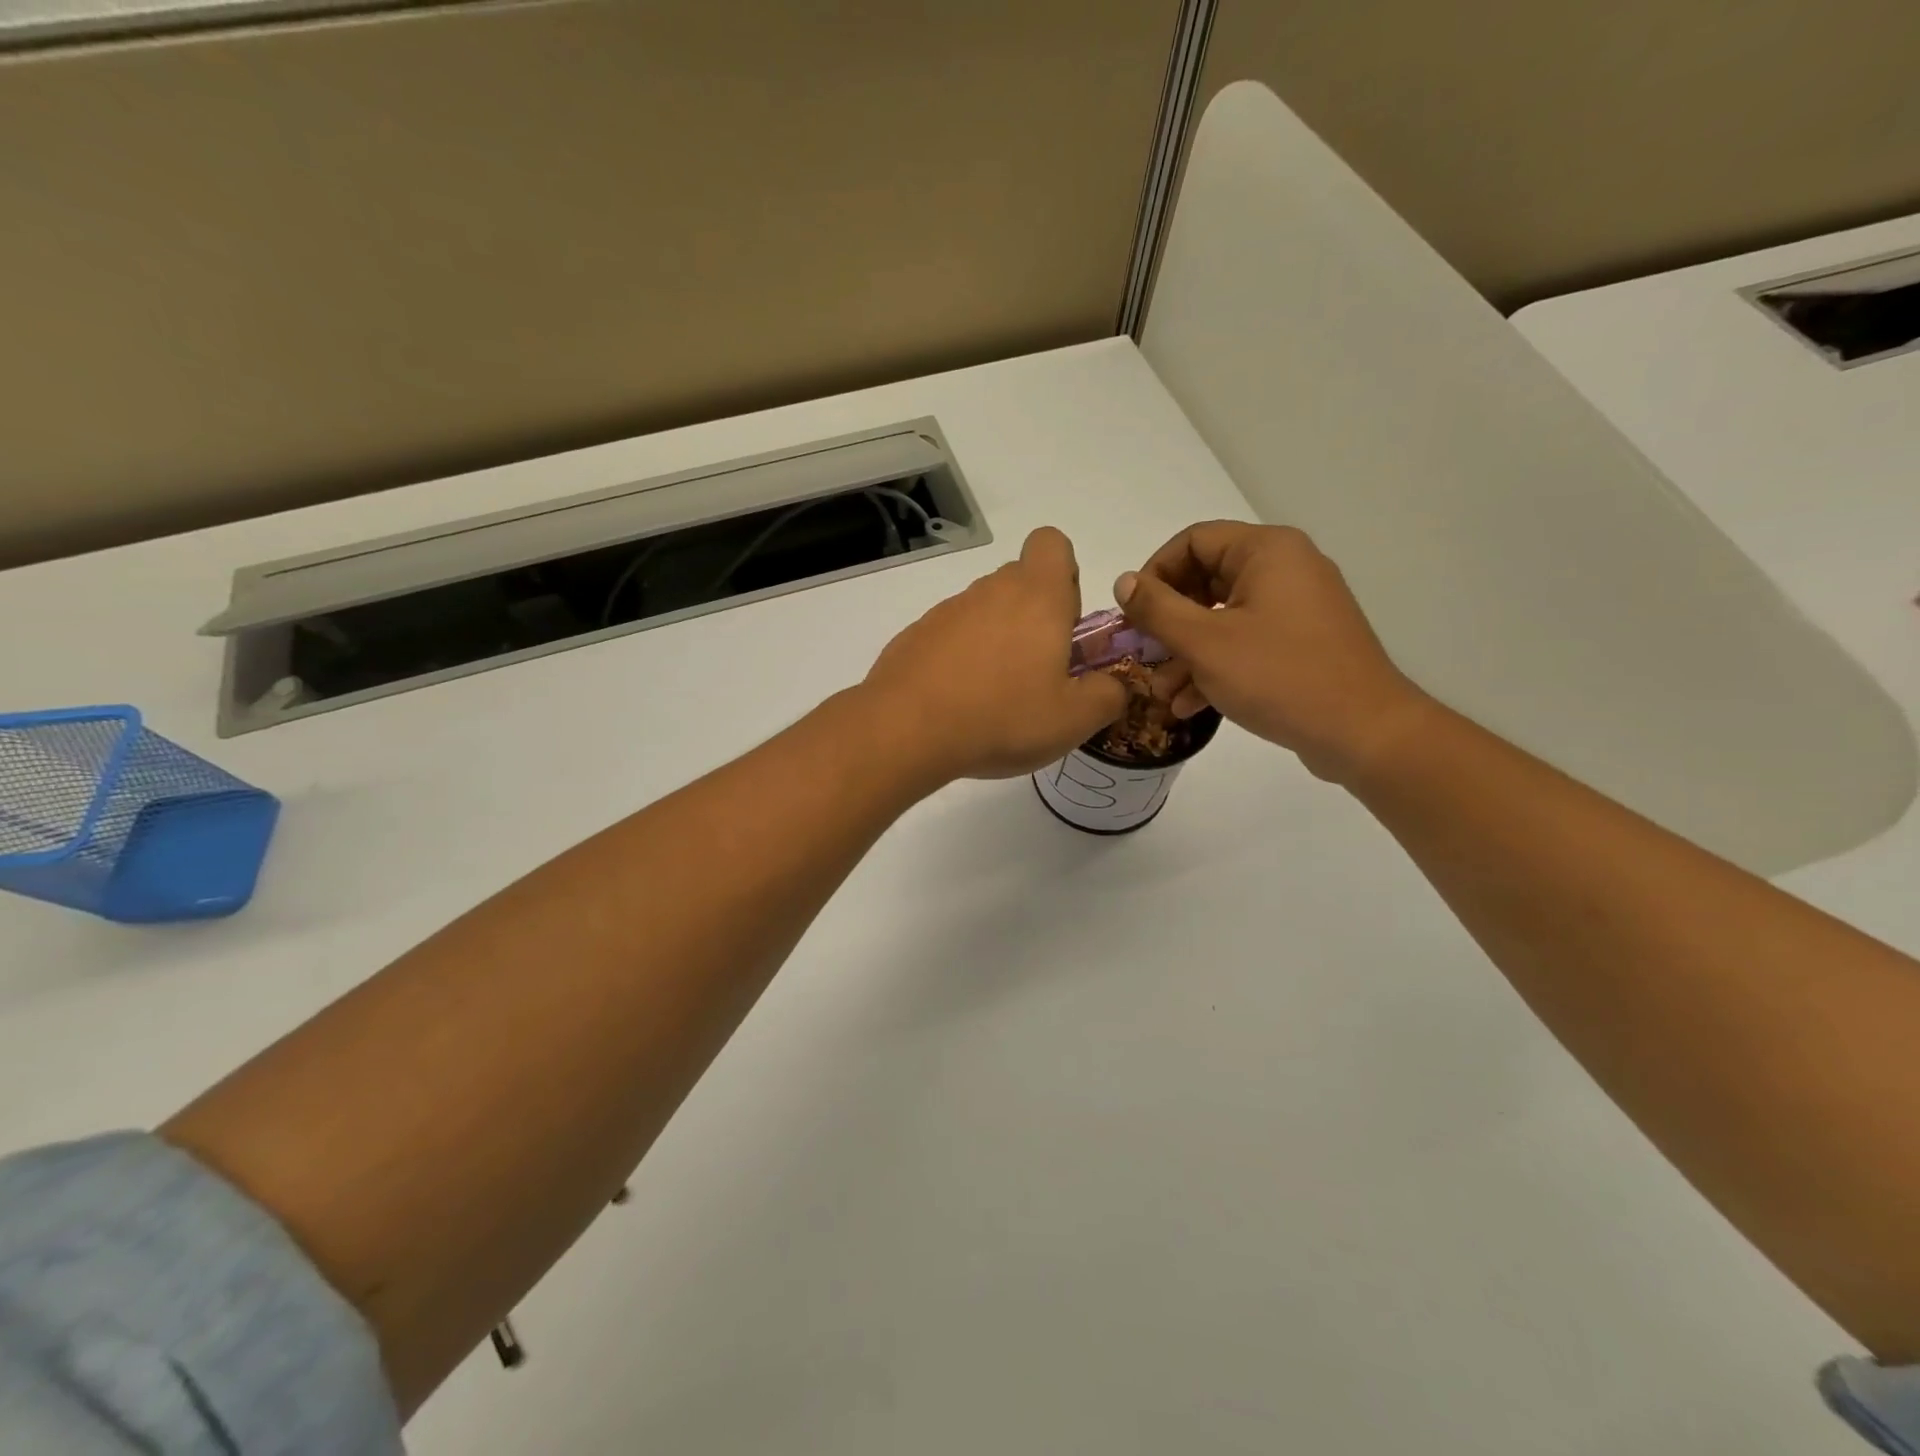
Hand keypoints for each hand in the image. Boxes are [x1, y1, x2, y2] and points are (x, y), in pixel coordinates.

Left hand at [863, 527, 1127, 782]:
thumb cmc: (1003, 717)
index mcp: (1037, 596)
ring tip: (995, 698)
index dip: (1065, 574)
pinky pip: (950, 636)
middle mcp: (990, 591)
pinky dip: (960, 659)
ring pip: (984, 611)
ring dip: (997, 640)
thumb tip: (1116, 685)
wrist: (907, 730)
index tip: (1065, 621)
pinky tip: (958, 703)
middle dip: (1035, 616)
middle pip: (1020, 581)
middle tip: (1039, 672)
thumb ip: (1109, 695)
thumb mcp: (1074, 718)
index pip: (1052, 543)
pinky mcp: (915, 635)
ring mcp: (947, 611)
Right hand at [1115, 522, 1428, 783]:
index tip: (1132, 615)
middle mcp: (1285, 568)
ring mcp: (1296, 608)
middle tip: (1143, 655)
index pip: (1192, 541)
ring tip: (1162, 692)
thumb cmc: (1279, 676)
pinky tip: (1190, 704)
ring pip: (1223, 617)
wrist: (1363, 732)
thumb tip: (1124, 582)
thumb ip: (1157, 609)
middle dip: (1168, 623)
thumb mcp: (1205, 642)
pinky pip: (1246, 642)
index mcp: (1266, 551)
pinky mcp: (1302, 643)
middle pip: (1206, 580)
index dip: (1154, 574)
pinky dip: (1216, 666)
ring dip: (1186, 652)